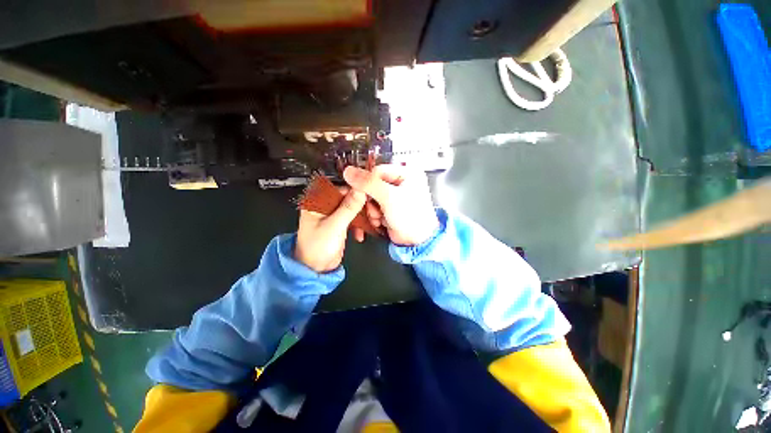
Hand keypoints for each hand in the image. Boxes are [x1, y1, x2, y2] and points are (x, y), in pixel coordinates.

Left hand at [295, 189, 366, 272]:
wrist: (315, 269)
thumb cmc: (317, 248)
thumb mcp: (334, 226)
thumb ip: (348, 208)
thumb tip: (360, 191)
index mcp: (317, 202)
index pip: (341, 189)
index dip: (358, 193)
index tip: (371, 199)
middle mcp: (325, 206)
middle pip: (350, 199)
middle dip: (363, 207)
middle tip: (374, 214)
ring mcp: (334, 215)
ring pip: (354, 209)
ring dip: (364, 217)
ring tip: (372, 224)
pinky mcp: (340, 224)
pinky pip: (354, 219)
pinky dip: (360, 225)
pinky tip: (360, 235)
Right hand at [343, 165, 438, 245]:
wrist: (416, 241)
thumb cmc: (411, 218)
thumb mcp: (389, 197)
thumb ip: (368, 183)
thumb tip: (349, 172)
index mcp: (407, 173)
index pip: (377, 170)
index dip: (367, 182)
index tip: (363, 193)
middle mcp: (401, 183)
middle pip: (373, 185)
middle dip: (371, 200)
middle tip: (374, 208)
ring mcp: (395, 197)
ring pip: (372, 198)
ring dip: (372, 210)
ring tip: (380, 216)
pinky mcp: (391, 208)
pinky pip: (375, 207)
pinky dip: (375, 215)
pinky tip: (381, 221)